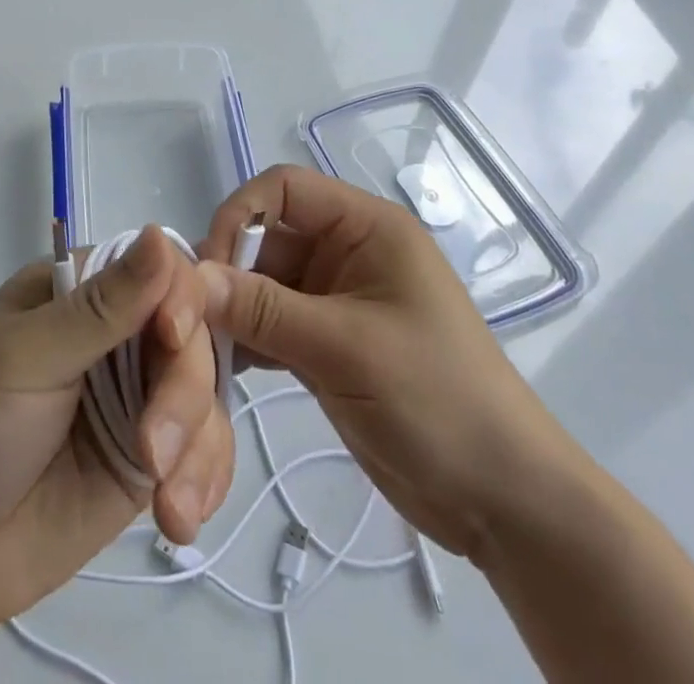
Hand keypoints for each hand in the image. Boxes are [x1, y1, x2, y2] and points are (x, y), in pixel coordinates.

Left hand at [0, 226, 234, 644]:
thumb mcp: (26, 359)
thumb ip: (100, 308)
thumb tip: (156, 231)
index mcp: (80, 288)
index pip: (158, 267)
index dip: (181, 297)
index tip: (172, 339)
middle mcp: (116, 333)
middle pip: (192, 333)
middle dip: (184, 390)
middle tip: (152, 452)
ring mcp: (136, 395)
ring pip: (206, 392)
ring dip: (199, 445)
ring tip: (167, 505)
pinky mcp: (148, 456)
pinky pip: (202, 450)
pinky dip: (205, 480)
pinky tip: (179, 519)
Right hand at [198, 166, 585, 563]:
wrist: (503, 503)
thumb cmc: (437, 400)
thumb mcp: (346, 348)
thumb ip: (264, 309)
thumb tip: (190, 278)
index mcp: (366, 227)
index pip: (284, 189)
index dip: (239, 215)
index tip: (209, 270)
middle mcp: (348, 252)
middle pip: (267, 237)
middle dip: (230, 271)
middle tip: (194, 318)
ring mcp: (336, 299)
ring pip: (263, 283)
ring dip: (233, 310)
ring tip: (201, 348)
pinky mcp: (327, 343)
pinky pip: (272, 324)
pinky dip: (248, 340)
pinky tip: (223, 369)